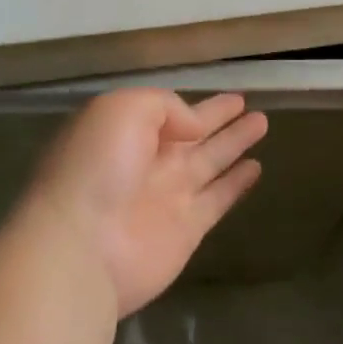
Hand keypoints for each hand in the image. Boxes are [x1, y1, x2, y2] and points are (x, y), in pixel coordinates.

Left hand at [24, 89, 267, 316]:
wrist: (80, 248)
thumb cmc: (97, 166)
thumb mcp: (124, 109)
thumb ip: (165, 107)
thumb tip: (195, 126)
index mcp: (126, 131)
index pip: (170, 111)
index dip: (201, 103)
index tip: (232, 95)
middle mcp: (148, 161)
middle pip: (193, 135)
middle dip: (220, 119)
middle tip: (252, 105)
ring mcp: (168, 196)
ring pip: (211, 161)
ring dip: (235, 143)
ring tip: (263, 124)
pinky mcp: (187, 229)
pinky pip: (219, 198)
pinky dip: (237, 184)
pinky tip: (256, 168)